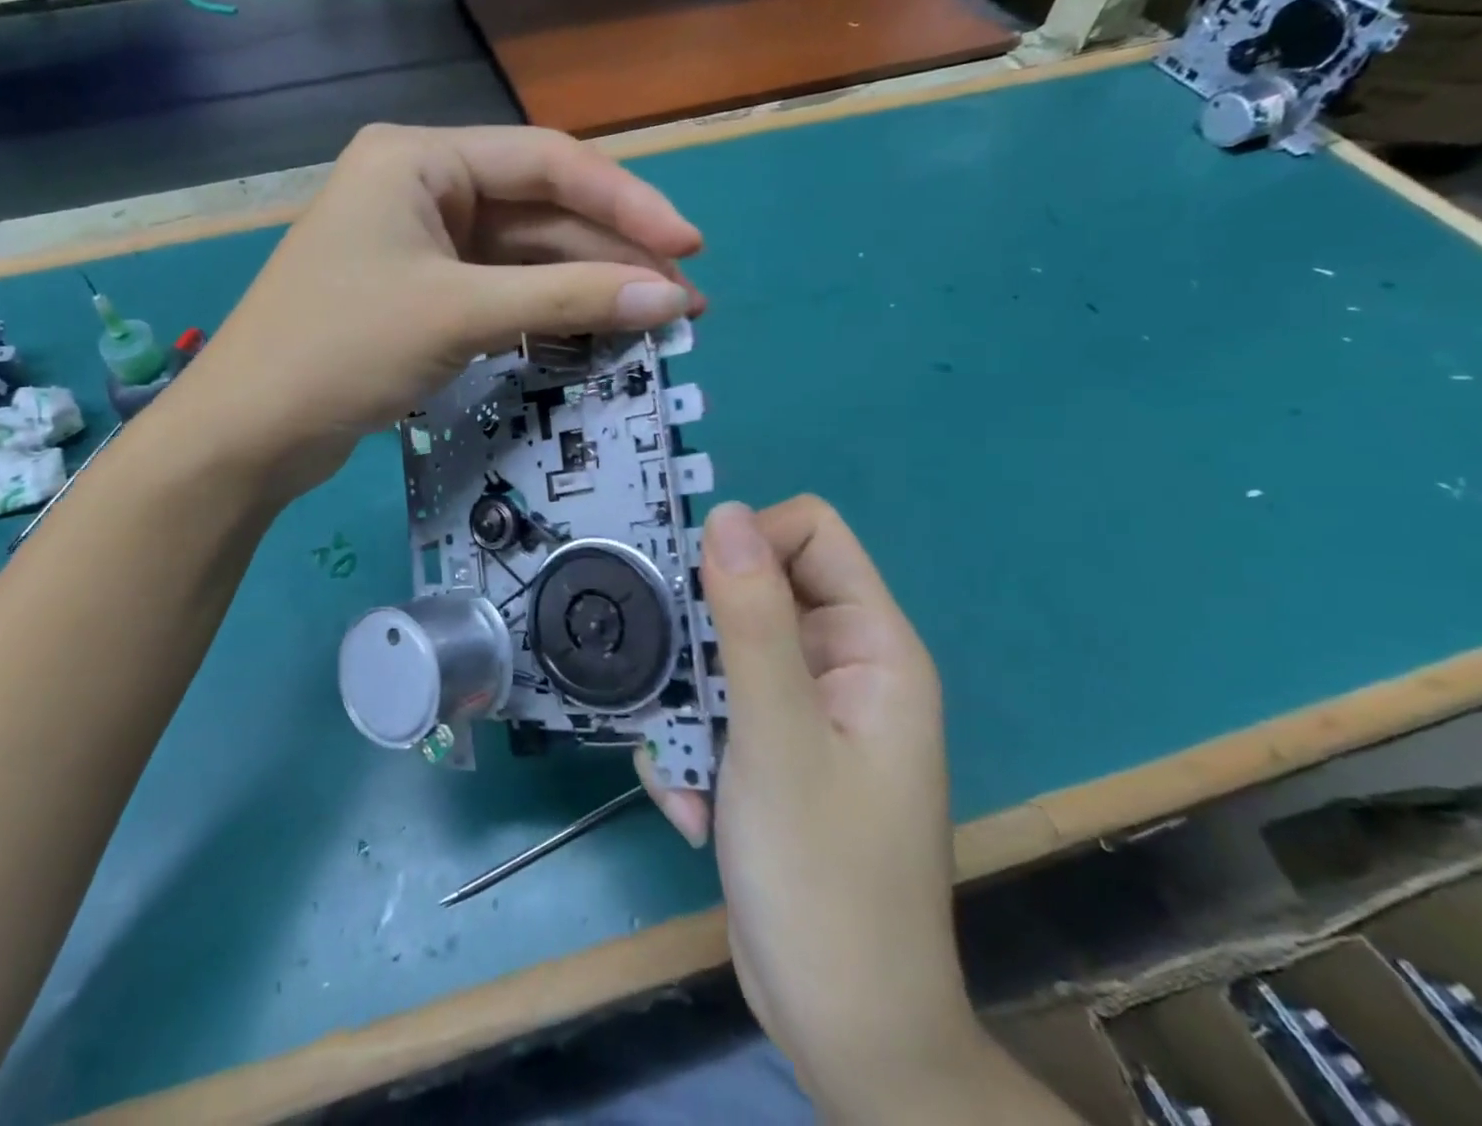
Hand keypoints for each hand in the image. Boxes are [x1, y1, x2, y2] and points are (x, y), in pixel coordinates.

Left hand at [170, 124, 703, 495]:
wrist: (248, 433)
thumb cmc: (341, 349)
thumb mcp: (460, 314)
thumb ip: (568, 300)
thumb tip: (671, 298)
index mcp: (420, 158)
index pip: (547, 163)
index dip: (626, 202)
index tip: (687, 249)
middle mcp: (424, 187)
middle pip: (542, 210)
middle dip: (614, 253)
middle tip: (684, 299)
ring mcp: (424, 243)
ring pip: (527, 255)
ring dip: (589, 285)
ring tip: (658, 319)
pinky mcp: (424, 293)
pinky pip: (503, 290)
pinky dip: (549, 310)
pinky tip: (599, 328)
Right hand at [636, 499, 1001, 1119]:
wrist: (842, 1030)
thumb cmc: (823, 878)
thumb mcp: (777, 737)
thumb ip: (752, 620)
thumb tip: (726, 513)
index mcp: (870, 647)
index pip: (811, 534)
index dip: (750, 543)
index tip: (695, 590)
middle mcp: (840, 668)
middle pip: (753, 594)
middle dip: (702, 643)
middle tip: (673, 689)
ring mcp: (802, 713)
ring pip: (719, 657)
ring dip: (687, 712)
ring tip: (683, 773)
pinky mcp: (768, 753)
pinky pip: (713, 713)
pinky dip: (690, 753)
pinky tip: (690, 810)